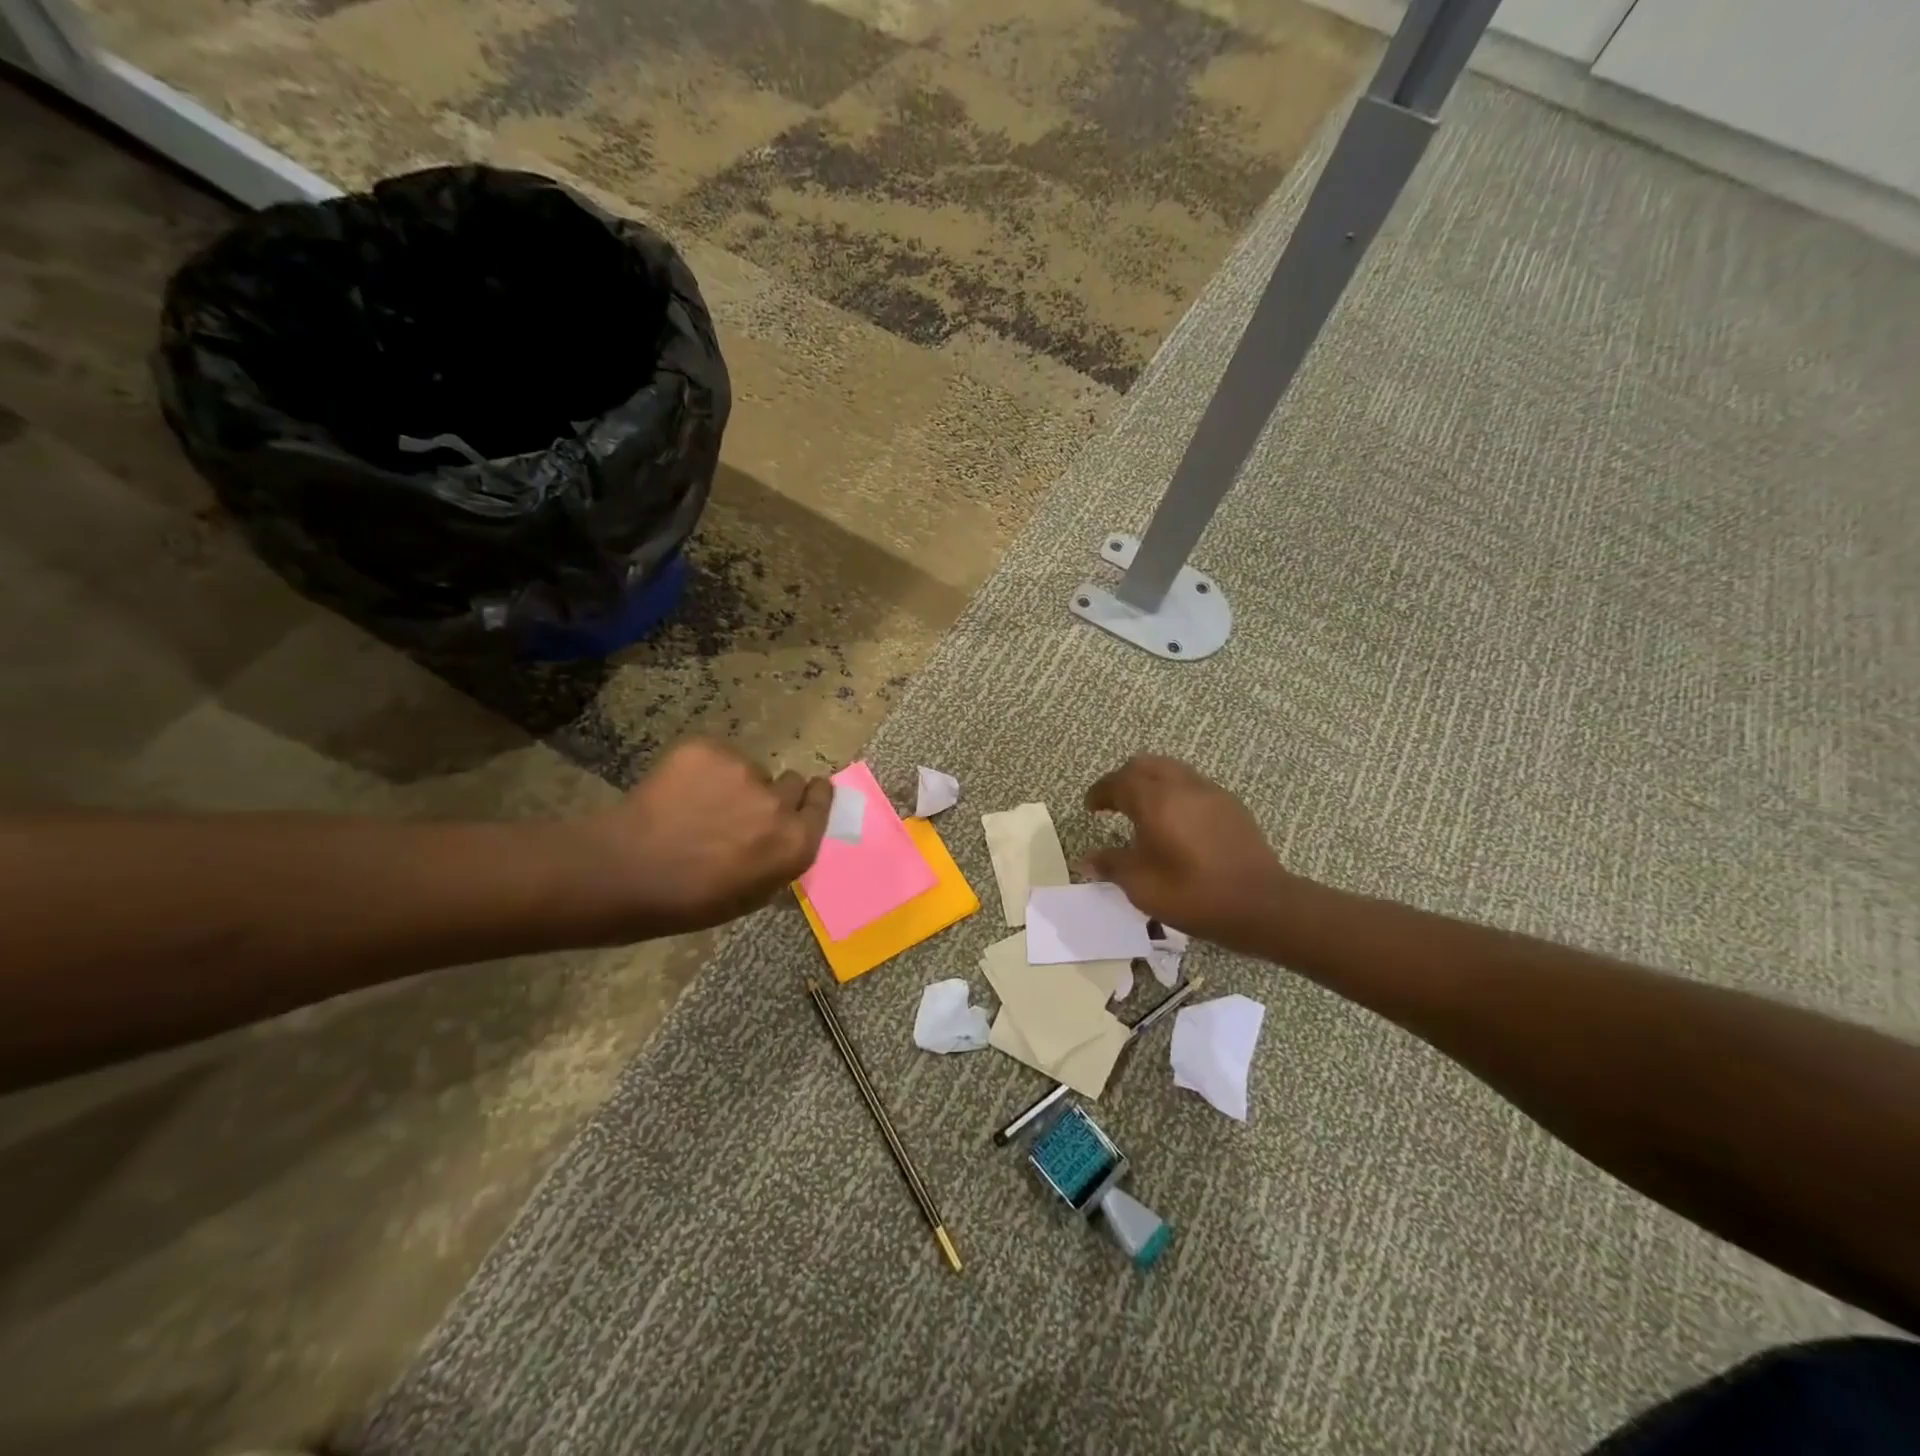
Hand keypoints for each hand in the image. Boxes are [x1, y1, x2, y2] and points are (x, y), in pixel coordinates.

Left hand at [587, 739, 830, 937]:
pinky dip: (703, 770)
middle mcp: (778, 802)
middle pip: (791, 782)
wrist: (625, 871)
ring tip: (699, 806)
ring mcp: (743, 771)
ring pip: (750, 770)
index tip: (803, 797)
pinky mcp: (709, 750)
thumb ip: (781, 859)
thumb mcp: (752, 895)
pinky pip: (718, 755)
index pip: (823, 800)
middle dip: (773, 794)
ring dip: (735, 784)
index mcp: (795, 842)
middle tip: (742, 810)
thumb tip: (787, 837)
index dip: (812, 798)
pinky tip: (679, 793)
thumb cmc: (689, 901)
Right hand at [1083, 755, 1295, 954]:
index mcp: (1155, 800)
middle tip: (1114, 802)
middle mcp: (1182, 786)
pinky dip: (1175, 792)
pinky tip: (1177, 821)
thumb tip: (1088, 859)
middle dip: (1124, 779)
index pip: (1118, 782)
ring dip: (1152, 782)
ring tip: (1144, 809)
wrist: (1261, 905)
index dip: (1100, 792)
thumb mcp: (1142, 886)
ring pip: (1172, 769)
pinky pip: (1194, 785)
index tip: (1091, 807)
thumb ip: (1112, 865)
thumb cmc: (1193, 894)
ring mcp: (1211, 792)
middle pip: (1145, 765)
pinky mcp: (1232, 805)